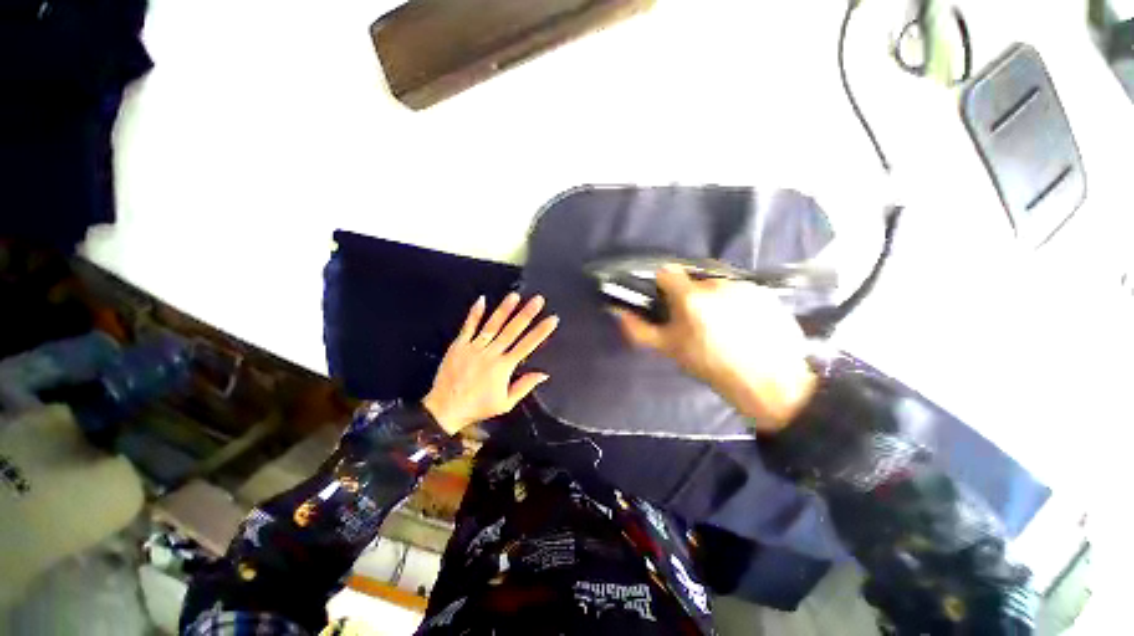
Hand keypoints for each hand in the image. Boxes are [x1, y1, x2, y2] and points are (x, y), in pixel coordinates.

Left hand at [423, 294, 558, 434]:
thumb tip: (543, 374)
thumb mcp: (505, 403)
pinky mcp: (459, 345)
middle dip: (527, 314)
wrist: (445, 409)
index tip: (552, 319)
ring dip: (505, 309)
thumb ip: (524, 386)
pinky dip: (475, 313)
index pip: (527, 345)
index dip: (541, 331)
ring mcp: (474, 347)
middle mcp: (491, 353)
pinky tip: (482, 300)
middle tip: (538, 300)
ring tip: (515, 295)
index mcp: (504, 367)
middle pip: (512, 330)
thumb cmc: (478, 407)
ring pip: (492, 325)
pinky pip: (468, 326)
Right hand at [612, 266, 816, 431]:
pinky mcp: (764, 291)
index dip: (662, 285)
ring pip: (717, 285)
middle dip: (689, 295)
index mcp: (691, 297)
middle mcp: (717, 283)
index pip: (666, 272)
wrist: (769, 382)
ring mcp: (743, 285)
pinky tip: (742, 323)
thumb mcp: (670, 350)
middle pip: (693, 279)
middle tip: (695, 321)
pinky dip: (734, 301)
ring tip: (722, 325)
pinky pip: (738, 290)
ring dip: (713, 298)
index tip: (666, 302)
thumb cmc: (711, 366)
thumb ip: (640, 330)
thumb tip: (619, 312)